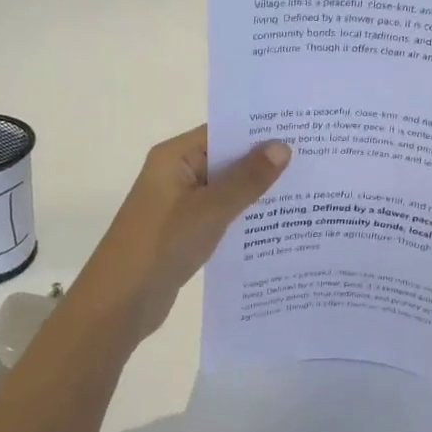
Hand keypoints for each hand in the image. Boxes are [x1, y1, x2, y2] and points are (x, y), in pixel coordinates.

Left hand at [68, 126, 291, 352]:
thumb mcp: (210, 209)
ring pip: (225, 188)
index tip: (300, 129)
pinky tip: (277, 222)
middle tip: (312, 157)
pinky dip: (243, 215)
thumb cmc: (162, 245)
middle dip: (264, 160)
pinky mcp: (184, 231)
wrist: (119, 303)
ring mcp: (178, 204)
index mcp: (174, 157)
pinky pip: (219, 213)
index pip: (222, 131)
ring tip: (305, 188)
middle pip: (225, 158)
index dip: (259, 129)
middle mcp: (175, 173)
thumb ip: (247, 179)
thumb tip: (282, 146)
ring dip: (256, 190)